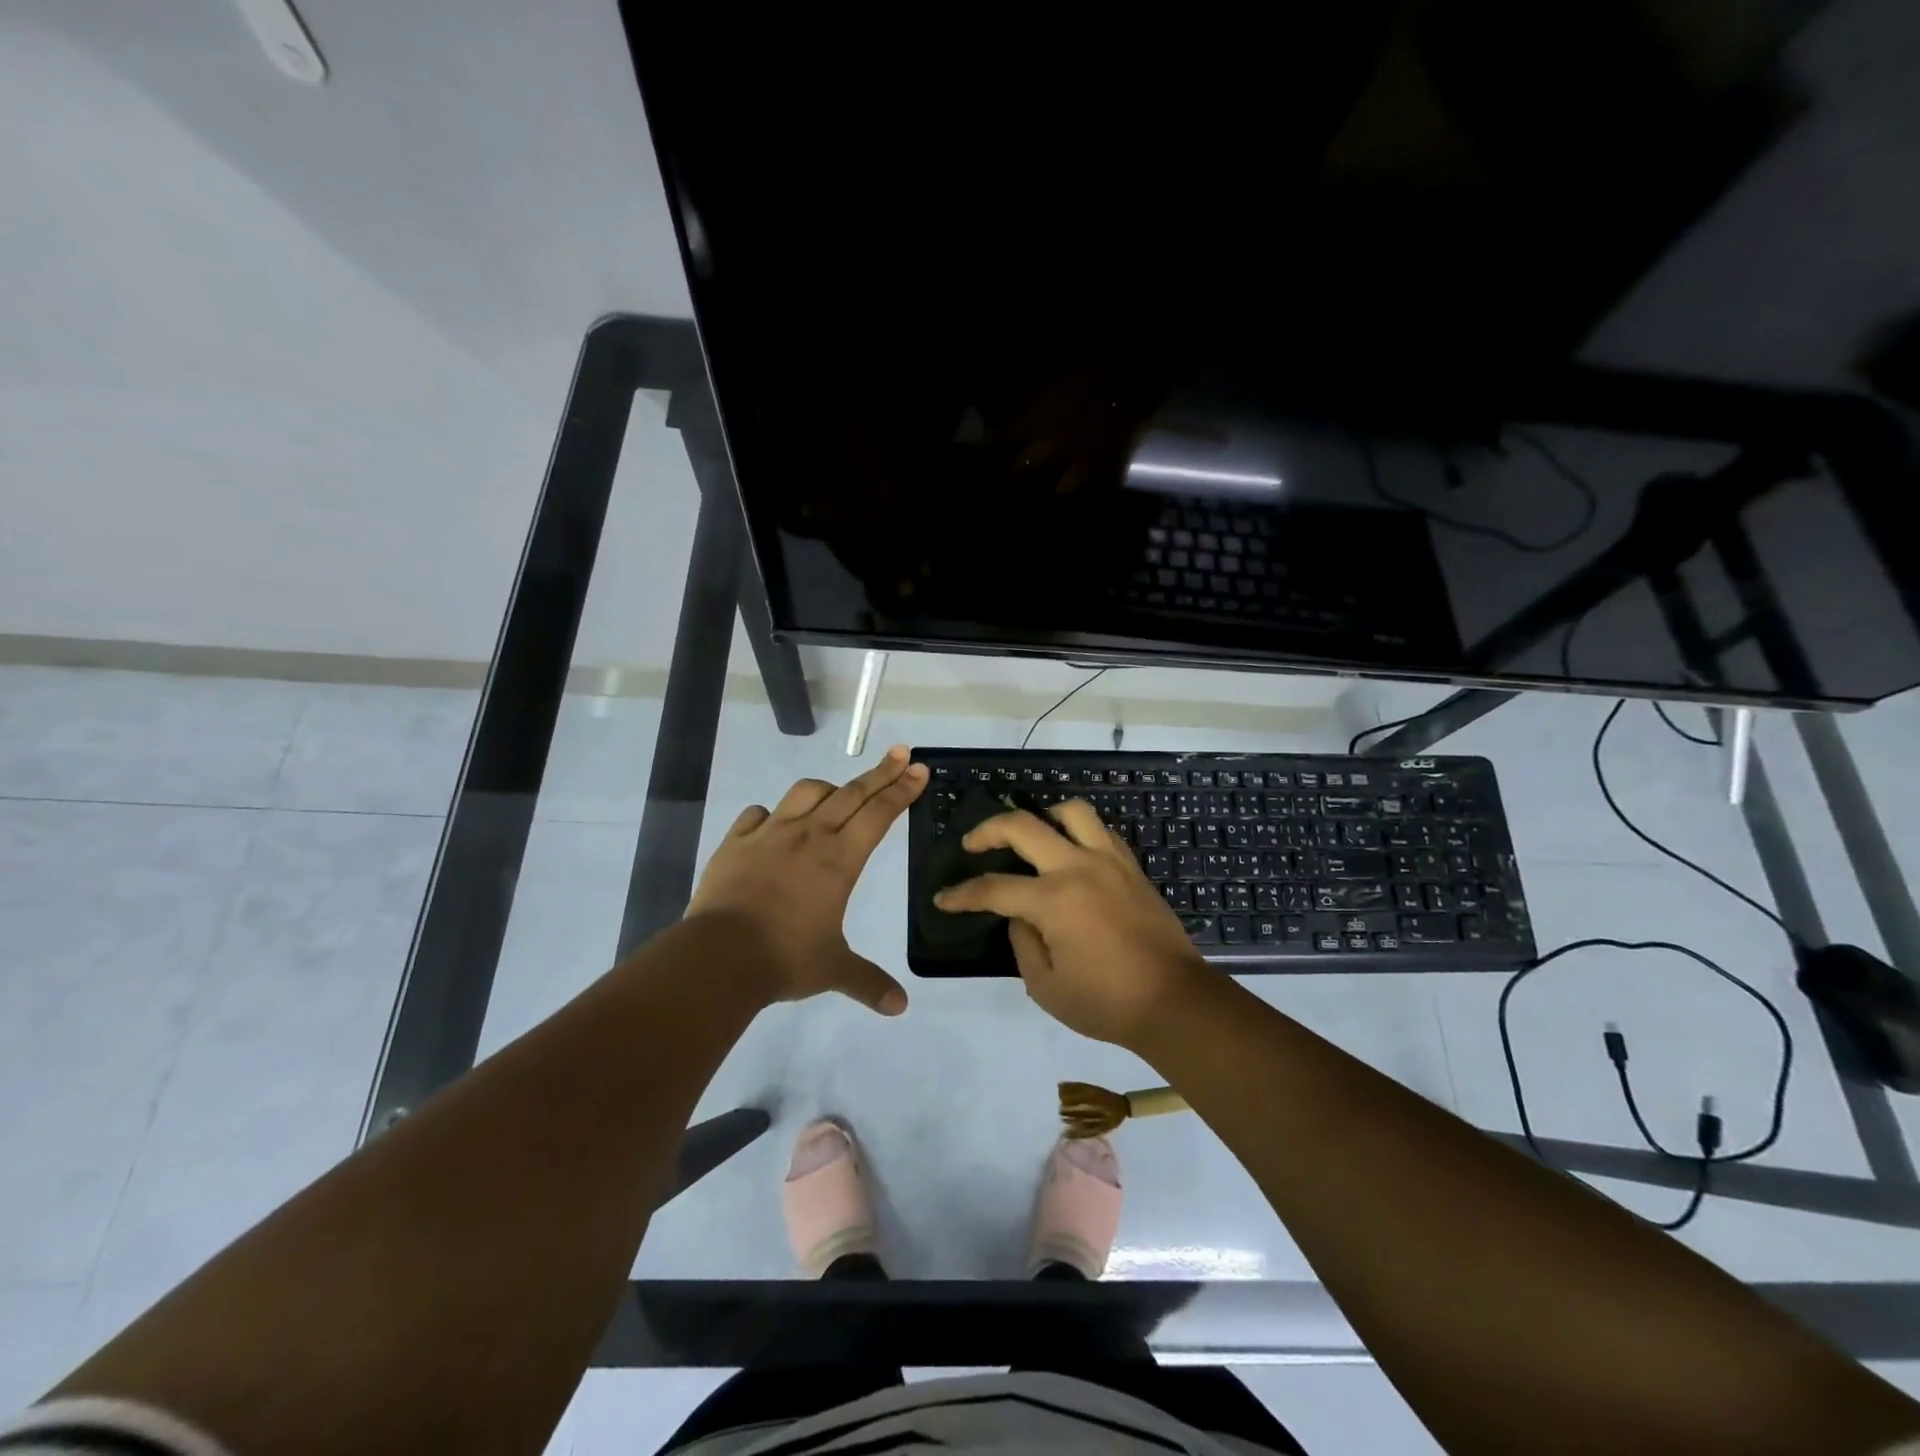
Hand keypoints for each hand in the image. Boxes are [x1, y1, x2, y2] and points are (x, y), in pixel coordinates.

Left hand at [688, 746, 927, 1014]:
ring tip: (836, 793)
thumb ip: (868, 982)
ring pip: (805, 792)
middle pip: (851, 793)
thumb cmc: (786, 958)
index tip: (919, 769)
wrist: (719, 957)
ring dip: (827, 788)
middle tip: (901, 753)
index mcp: (840, 860)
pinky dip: (772, 814)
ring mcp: (770, 834)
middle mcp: (810, 836)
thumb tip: (900, 1008)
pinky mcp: (736, 842)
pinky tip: (773, 823)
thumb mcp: (834, 970)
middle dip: (881, 773)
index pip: (879, 814)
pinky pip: (757, 815)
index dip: (902, 790)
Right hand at [933, 801, 1215, 1047]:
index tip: (943, 899)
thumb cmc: (1106, 1002)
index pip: (994, 888)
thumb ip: (1022, 943)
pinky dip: (1077, 831)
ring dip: (1041, 815)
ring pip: (1071, 812)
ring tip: (1029, 834)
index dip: (962, 894)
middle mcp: (1078, 867)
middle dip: (987, 830)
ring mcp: (1109, 861)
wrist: (1175, 1002)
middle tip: (971, 844)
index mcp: (1054, 900)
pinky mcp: (1131, 866)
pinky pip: (1100, 831)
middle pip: (1023, 826)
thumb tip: (1019, 916)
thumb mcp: (1046, 986)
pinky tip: (1069, 850)